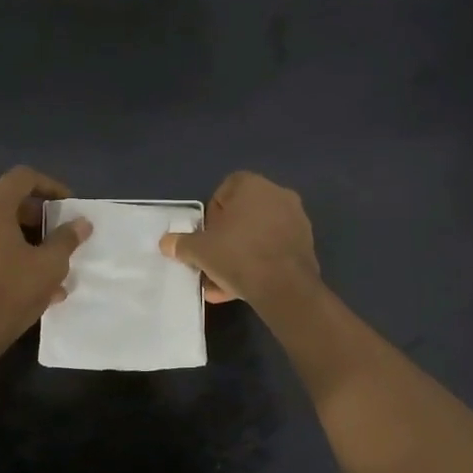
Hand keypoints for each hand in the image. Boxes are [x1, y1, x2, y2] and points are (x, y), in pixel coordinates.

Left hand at [0, 166, 91, 341]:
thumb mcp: (49, 265)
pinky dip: (1, 247)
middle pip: (0, 194)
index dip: (50, 186)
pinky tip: (25, 277)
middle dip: (29, 208)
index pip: (22, 177)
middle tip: (49, 225)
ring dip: (16, 230)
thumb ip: (66, 239)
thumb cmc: (10, 291)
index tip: (68, 205)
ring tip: (42, 256)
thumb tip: (81, 223)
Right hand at [159, 171, 319, 305]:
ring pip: (258, 235)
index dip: (211, 215)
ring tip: (224, 282)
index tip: (206, 238)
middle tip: (213, 259)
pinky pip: (274, 250)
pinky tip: (244, 288)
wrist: (284, 287)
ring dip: (240, 254)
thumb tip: (166, 242)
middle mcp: (278, 195)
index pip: (224, 191)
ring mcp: (296, 220)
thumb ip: (181, 244)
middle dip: (225, 238)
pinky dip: (259, 264)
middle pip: (242, 215)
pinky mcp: (305, 244)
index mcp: (253, 185)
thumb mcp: (200, 250)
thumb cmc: (238, 256)